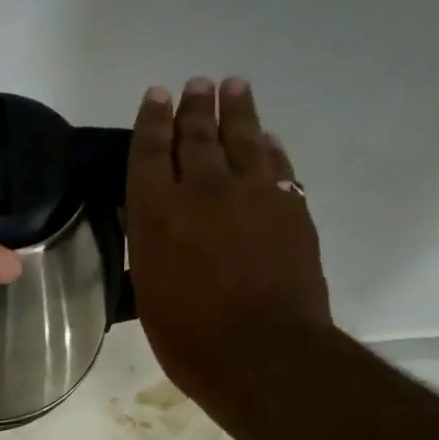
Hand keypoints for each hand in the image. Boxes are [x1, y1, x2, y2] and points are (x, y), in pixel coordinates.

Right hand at [126, 76, 330, 398]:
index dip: (152, 120)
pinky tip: (267, 138)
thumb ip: (151, 244)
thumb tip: (155, 217)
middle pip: (197, 134)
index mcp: (157, 212)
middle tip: (195, 85)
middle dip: (194, 106)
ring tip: (233, 87)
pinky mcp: (290, 206)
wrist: (262, 354)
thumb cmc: (189, 337)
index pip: (150, 151)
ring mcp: (252, 194)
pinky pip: (278, 164)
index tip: (156, 95)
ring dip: (236, 109)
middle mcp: (203, 190)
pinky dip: (270, 146)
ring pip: (243, 138)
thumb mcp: (148, 290)